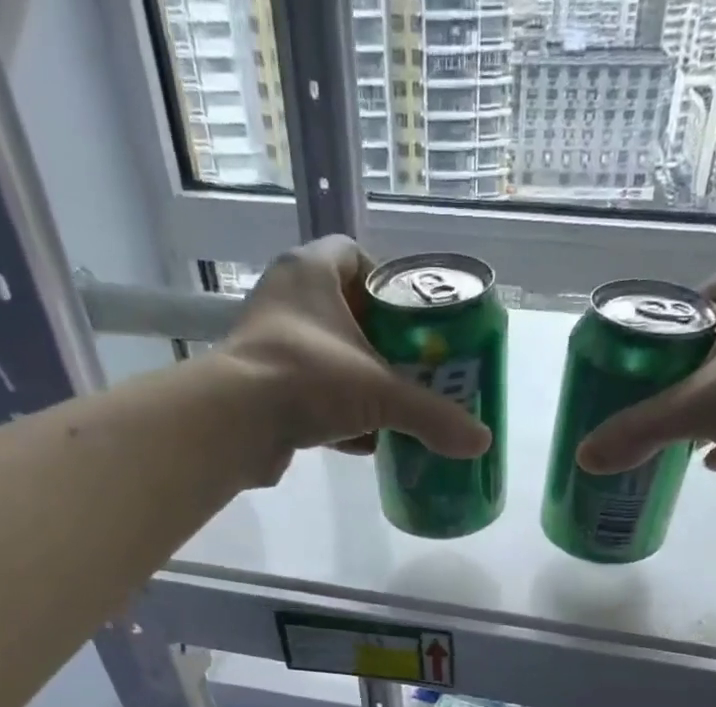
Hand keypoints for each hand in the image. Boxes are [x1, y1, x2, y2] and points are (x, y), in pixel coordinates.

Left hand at [219, 237, 491, 480]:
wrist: (235, 424)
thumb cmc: (307, 380)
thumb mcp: (380, 394)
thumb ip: (431, 415)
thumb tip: (481, 442)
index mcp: (310, 273)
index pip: (354, 256)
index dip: (386, 283)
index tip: (411, 320)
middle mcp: (285, 300)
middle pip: (345, 312)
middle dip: (379, 343)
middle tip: (412, 370)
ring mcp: (270, 345)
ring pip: (328, 357)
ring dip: (359, 382)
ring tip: (392, 408)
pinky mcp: (263, 388)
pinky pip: (310, 394)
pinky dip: (337, 415)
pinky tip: (363, 441)